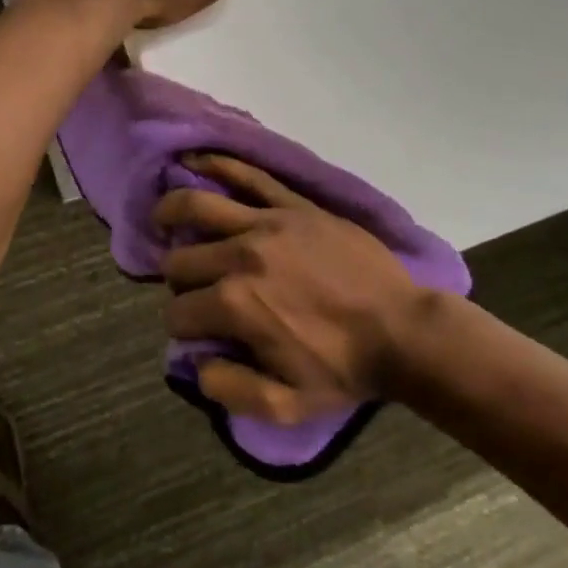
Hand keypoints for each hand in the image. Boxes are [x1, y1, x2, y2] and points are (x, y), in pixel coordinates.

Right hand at [153, 153, 429, 423]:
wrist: (404, 329)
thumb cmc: (344, 368)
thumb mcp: (288, 406)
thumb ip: (231, 390)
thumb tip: (196, 364)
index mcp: (234, 306)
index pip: (178, 312)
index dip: (181, 326)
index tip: (197, 332)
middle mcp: (240, 257)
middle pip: (180, 260)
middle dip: (177, 278)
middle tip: (195, 288)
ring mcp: (267, 223)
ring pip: (197, 206)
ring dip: (171, 213)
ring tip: (163, 218)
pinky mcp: (293, 204)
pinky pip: (248, 175)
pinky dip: (216, 165)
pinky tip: (195, 161)